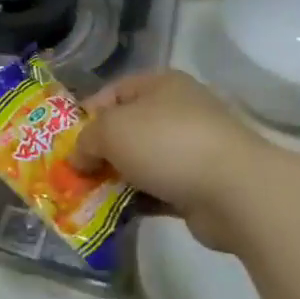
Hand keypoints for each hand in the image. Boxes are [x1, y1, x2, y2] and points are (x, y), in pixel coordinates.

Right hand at [70, 70, 278, 251]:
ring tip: (86, 197)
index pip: (113, 92)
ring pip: (140, 162)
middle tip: (72, 172)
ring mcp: (191, 150)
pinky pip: (156, 190)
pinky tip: (113, 213)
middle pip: (126, 129)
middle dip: (98, 151)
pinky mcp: (198, 185)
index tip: (65, 140)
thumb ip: (85, 141)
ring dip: (115, 179)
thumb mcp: (111, 131)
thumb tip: (78, 159)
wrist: (235, 190)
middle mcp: (177, 112)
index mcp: (161, 85)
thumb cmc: (167, 143)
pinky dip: (136, 200)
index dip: (85, 114)